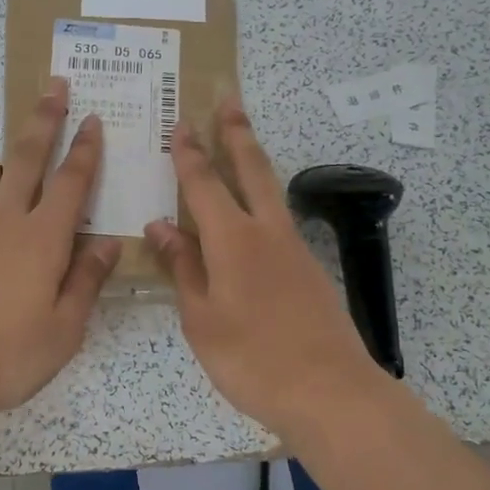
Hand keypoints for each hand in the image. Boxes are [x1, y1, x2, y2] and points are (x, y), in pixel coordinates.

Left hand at [0, 77, 121, 421]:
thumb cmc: (8, 354)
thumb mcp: (64, 328)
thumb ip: (86, 281)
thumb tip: (107, 242)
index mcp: (44, 240)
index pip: (71, 183)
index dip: (85, 150)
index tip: (94, 120)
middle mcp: (9, 225)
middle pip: (30, 160)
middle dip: (45, 121)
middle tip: (54, 86)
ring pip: (0, 176)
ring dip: (16, 148)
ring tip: (23, 132)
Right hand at [145, 92, 389, 441]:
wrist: (329, 392)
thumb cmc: (252, 359)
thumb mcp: (202, 318)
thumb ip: (182, 268)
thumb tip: (159, 226)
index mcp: (233, 240)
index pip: (205, 184)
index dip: (190, 153)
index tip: (180, 123)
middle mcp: (267, 232)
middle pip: (252, 169)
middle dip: (236, 132)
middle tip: (229, 98)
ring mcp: (294, 249)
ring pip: (272, 190)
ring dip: (255, 159)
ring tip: (243, 139)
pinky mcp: (309, 270)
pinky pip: (279, 219)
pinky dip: (263, 199)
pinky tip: (255, 211)